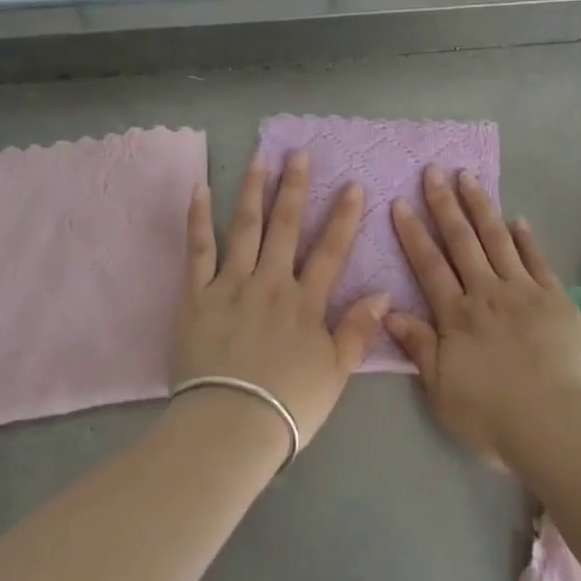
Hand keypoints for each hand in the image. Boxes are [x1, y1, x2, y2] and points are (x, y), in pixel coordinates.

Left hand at [173, 149, 387, 448]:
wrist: (230, 427)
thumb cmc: (288, 405)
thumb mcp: (336, 373)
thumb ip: (358, 330)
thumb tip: (382, 292)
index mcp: (305, 302)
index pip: (330, 250)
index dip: (344, 217)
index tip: (353, 184)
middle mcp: (270, 283)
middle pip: (285, 227)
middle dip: (295, 187)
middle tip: (299, 153)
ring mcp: (231, 286)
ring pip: (245, 228)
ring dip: (253, 190)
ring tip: (260, 157)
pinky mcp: (197, 297)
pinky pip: (198, 252)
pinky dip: (198, 220)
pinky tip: (200, 191)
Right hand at [386, 165, 580, 465]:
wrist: (558, 425)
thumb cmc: (494, 416)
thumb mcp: (442, 390)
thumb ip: (419, 347)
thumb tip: (388, 311)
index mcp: (456, 316)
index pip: (429, 265)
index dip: (413, 233)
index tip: (401, 202)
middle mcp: (486, 293)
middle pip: (461, 241)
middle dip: (444, 204)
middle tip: (433, 171)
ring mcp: (523, 291)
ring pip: (497, 239)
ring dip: (481, 207)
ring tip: (468, 177)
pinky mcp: (555, 298)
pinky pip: (537, 259)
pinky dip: (526, 237)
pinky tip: (518, 218)